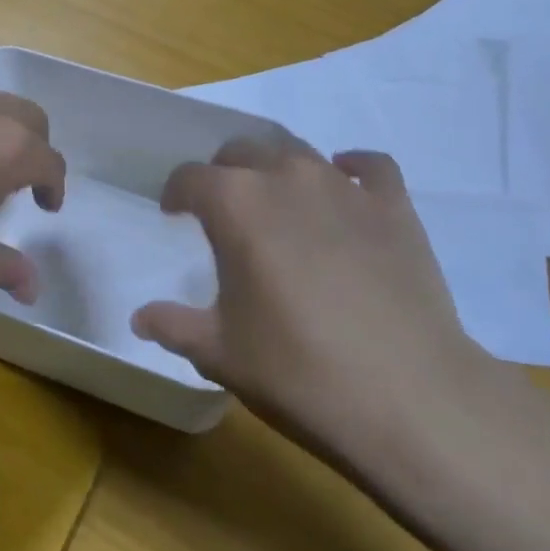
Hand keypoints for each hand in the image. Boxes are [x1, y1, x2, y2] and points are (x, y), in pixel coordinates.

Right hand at [132, 134, 488, 454]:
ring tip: (278, 203)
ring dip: (278, 169)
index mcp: (235, 203)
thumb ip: (174, 325)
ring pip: (298, 152)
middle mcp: (285, 177)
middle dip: (224, 174)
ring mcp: (344, 187)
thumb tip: (140, 317)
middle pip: (242, 151)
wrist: (409, 399)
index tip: (174, 214)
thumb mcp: (221, 353)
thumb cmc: (298, 372)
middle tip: (224, 212)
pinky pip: (370, 166)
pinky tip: (346, 185)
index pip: (190, 177)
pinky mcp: (394, 206)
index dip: (176, 193)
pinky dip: (353, 168)